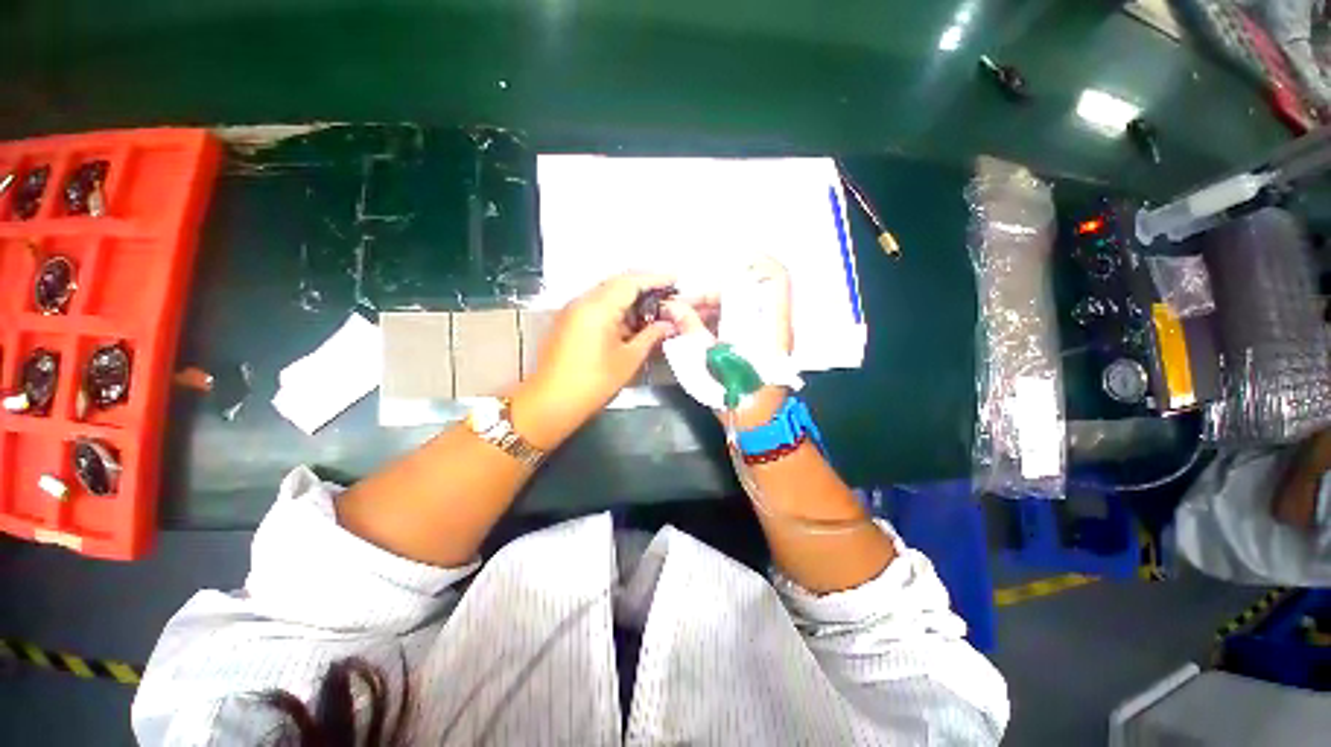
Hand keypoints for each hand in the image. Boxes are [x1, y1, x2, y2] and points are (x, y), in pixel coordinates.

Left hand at [512, 274, 678, 448]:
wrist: (551, 402)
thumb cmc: (594, 382)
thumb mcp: (629, 359)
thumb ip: (651, 336)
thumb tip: (669, 324)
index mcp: (598, 307)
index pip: (630, 282)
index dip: (655, 279)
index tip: (676, 278)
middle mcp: (583, 301)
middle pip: (617, 283)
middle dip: (643, 285)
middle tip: (667, 293)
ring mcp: (573, 309)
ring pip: (606, 292)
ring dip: (630, 296)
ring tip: (654, 306)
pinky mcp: (568, 320)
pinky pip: (596, 304)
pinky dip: (616, 306)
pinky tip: (631, 319)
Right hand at [667, 257, 794, 428]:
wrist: (754, 427)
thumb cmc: (740, 397)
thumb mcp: (713, 364)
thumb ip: (692, 331)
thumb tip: (672, 306)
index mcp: (771, 327)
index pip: (775, 280)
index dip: (757, 261)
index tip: (726, 258)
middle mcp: (769, 325)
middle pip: (743, 294)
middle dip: (710, 293)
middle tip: (680, 304)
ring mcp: (758, 336)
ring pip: (733, 309)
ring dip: (705, 308)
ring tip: (678, 317)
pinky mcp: (748, 346)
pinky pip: (728, 323)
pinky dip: (709, 321)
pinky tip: (688, 327)